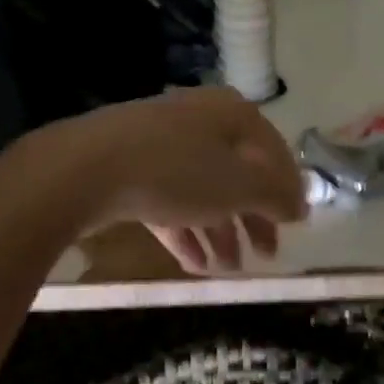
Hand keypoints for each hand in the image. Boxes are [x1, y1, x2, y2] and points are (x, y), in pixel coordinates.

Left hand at [46, 87, 307, 272]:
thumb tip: (300, 206)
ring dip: (220, 232)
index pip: (273, 151)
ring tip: (228, 269)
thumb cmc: (177, 171)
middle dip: (252, 217)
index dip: (288, 188)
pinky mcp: (130, 169)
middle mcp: (198, 122)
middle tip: (266, 254)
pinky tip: (195, 264)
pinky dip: (186, 230)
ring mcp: (160, 144)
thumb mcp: (239, 186)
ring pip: (202, 191)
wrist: (84, 169)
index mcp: (231, 114)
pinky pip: (169, 201)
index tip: (296, 224)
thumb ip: (275, 196)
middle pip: (237, 173)